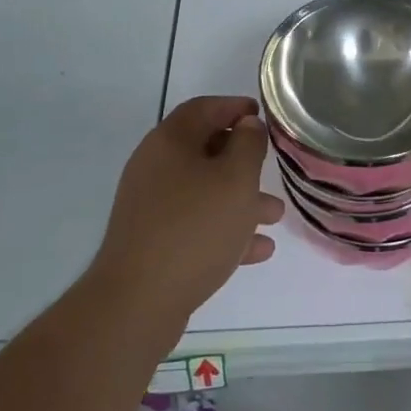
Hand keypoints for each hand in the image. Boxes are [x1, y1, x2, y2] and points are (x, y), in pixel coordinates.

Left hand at [92, 96, 284, 326]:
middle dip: (242, 160)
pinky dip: (224, 229)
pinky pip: (194, 225)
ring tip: (273, 215)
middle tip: (270, 168)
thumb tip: (247, 125)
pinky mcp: (152, 242)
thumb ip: (248, 144)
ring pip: (203, 191)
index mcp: (170, 142)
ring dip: (239, 199)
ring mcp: (150, 207)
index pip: (204, 108)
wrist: (137, 303)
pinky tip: (257, 250)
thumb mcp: (236, 178)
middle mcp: (155, 167)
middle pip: (204, 150)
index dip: (234, 107)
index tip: (262, 116)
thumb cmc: (194, 228)